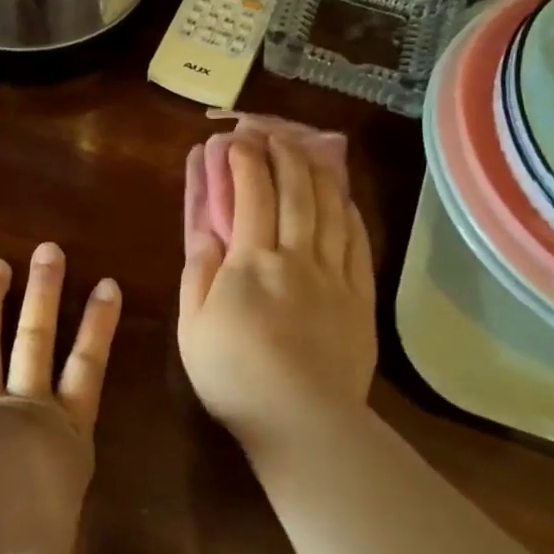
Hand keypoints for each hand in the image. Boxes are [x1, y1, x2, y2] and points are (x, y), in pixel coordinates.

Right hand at [178, 136, 377, 457]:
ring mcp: (334, 274)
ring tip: (307, 149)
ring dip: (317, 172)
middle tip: (272, 132)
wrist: (303, 420)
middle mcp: (297, 255)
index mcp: (252, 261)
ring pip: (330, 208)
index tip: (235, 140)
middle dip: (283, 153)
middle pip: (296, 191)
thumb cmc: (235, 375)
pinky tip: (343, 197)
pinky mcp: (359, 296)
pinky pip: (357, 241)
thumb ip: (198, 271)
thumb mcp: (194, 325)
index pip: (252, 194)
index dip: (244, 160)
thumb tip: (205, 230)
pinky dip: (348, 210)